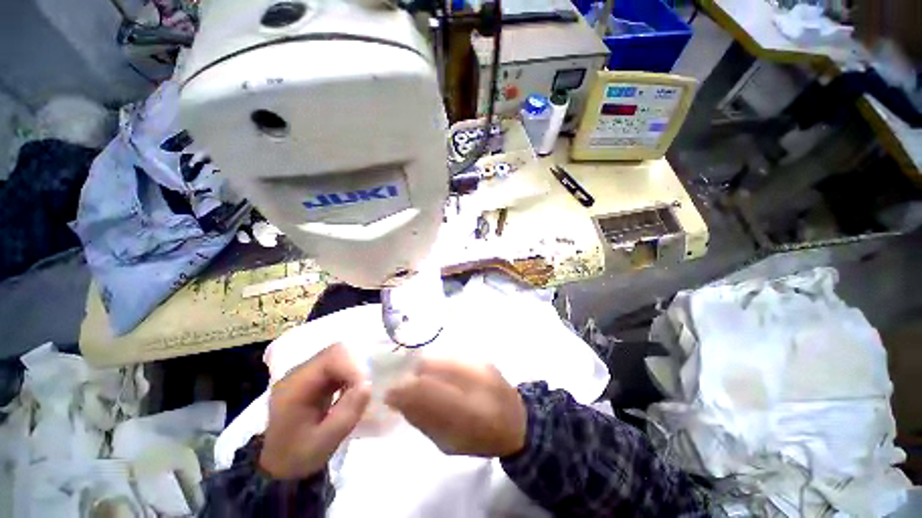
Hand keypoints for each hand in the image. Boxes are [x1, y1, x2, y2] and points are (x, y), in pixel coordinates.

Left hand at [260, 344, 370, 478]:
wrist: (278, 466)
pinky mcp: (313, 378)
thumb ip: (346, 415)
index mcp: (294, 386)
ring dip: (355, 369)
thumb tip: (368, 385)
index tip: (366, 386)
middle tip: (366, 388)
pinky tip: (352, 391)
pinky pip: (337, 365)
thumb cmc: (297, 456)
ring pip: (339, 356)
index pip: (330, 358)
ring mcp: (306, 373)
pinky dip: (350, 374)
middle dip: (356, 366)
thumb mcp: (323, 443)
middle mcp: (298, 373)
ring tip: (360, 391)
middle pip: (335, 352)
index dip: (353, 366)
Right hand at [385, 359, 526, 457]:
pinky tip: (438, 375)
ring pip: (439, 358)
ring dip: (423, 369)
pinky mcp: (480, 356)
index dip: (404, 390)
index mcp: (469, 411)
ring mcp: (478, 363)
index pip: (428, 391)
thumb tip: (399, 401)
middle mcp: (473, 379)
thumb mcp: (450, 443)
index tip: (389, 394)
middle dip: (411, 376)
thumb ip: (424, 420)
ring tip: (419, 381)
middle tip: (403, 387)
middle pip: (431, 367)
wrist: (518, 419)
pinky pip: (449, 356)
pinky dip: (437, 365)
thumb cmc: (483, 439)